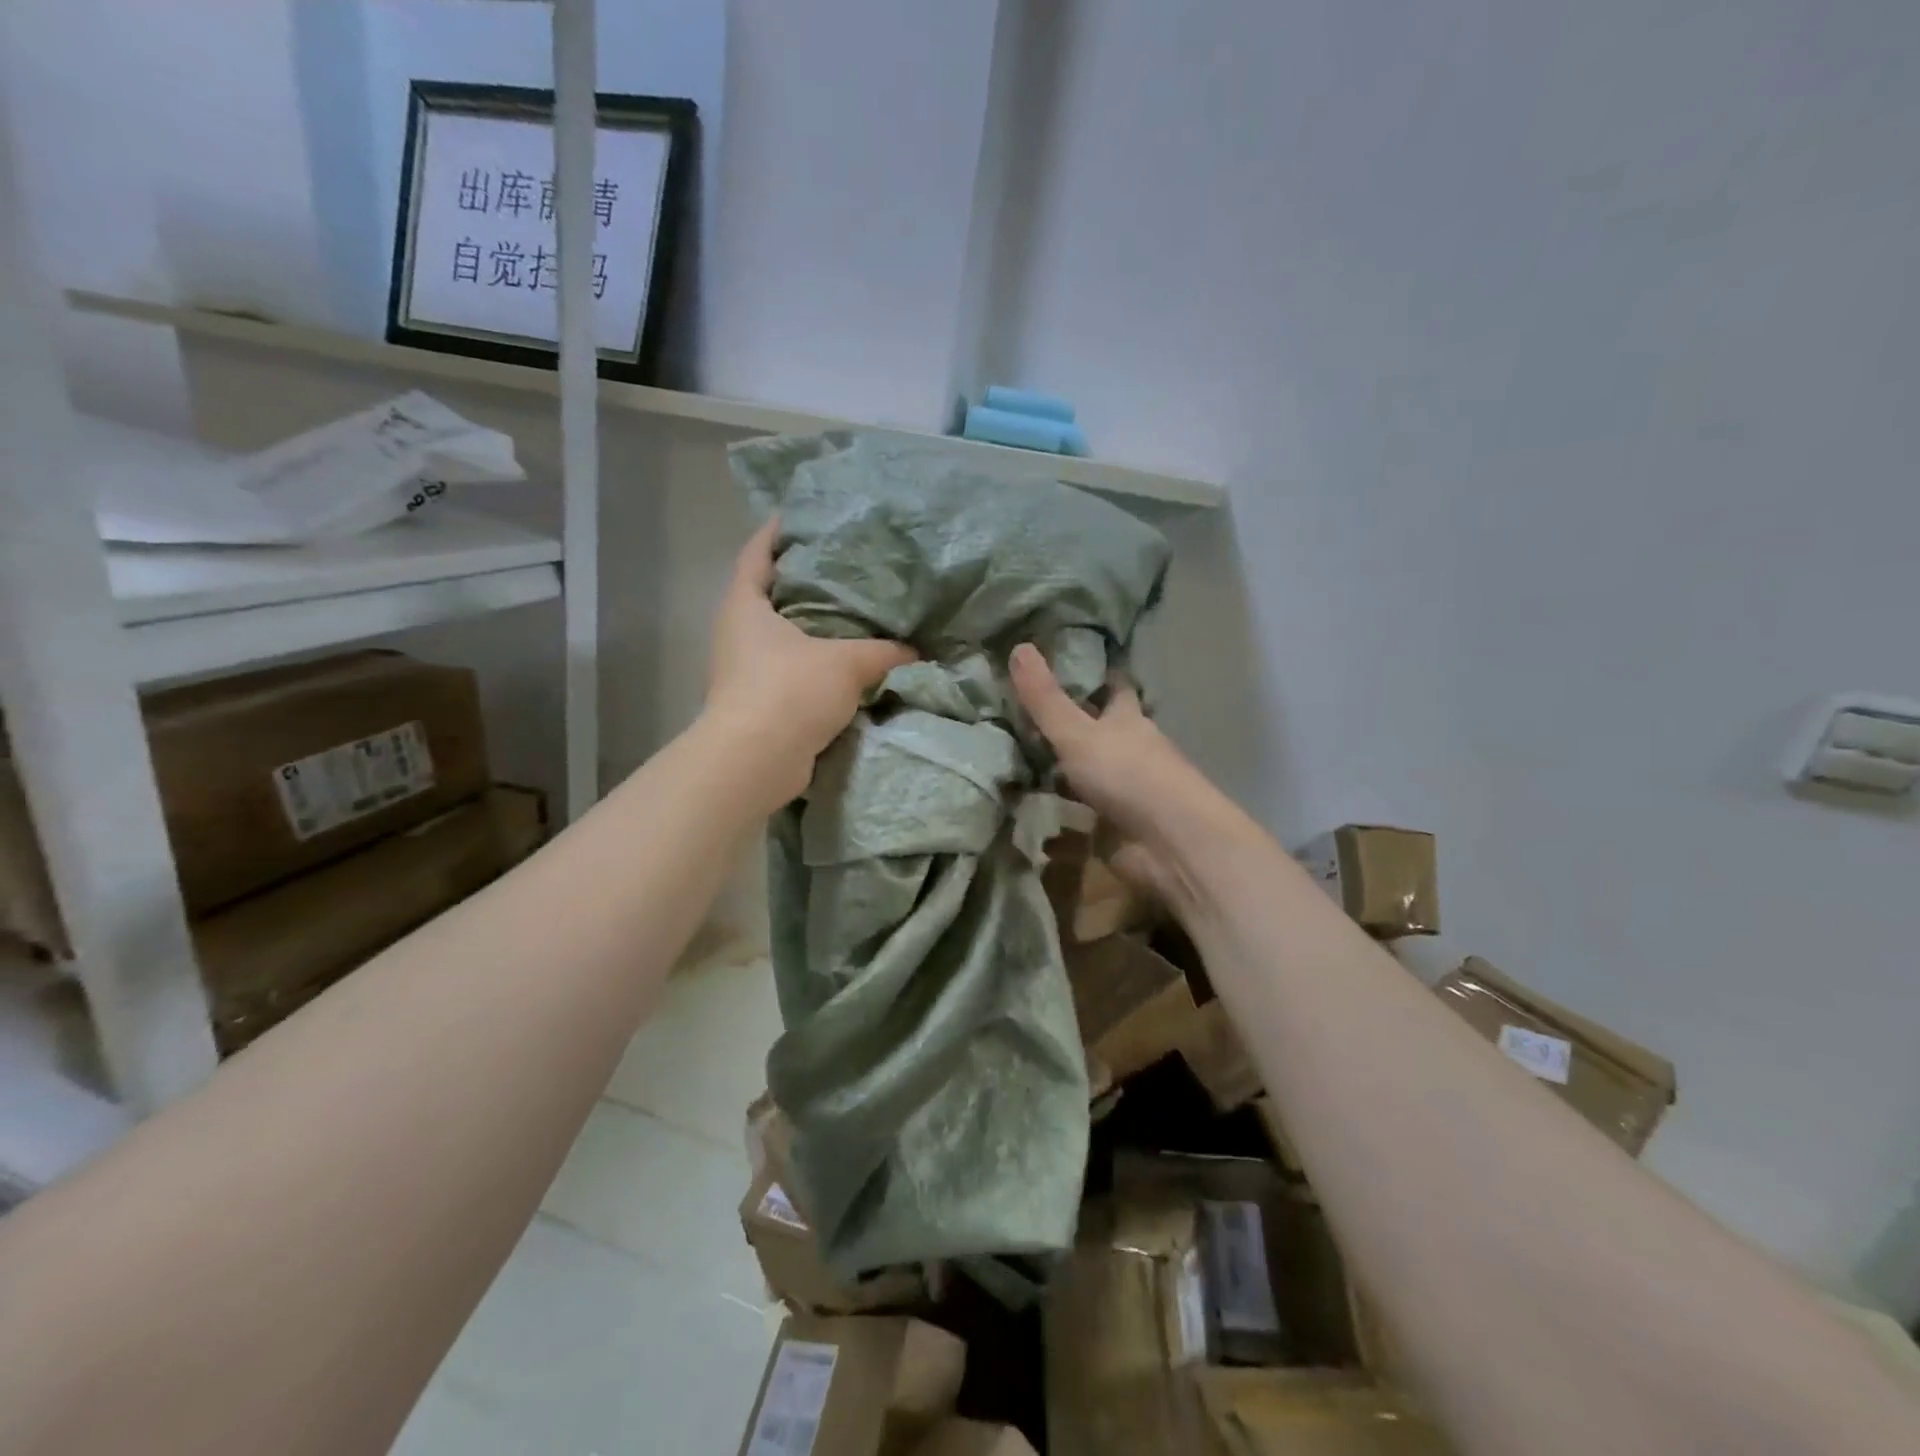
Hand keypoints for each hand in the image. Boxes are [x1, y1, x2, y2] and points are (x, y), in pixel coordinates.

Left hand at [703, 518, 916, 806]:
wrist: (756, 762)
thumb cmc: (790, 691)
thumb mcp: (846, 663)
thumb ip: (884, 652)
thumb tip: (916, 651)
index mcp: (745, 605)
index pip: (756, 553)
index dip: (776, 532)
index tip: (801, 515)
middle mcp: (739, 633)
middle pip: (770, 594)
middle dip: (803, 580)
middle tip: (845, 564)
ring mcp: (745, 670)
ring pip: (783, 636)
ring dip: (813, 628)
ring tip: (855, 613)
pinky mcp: (760, 702)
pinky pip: (792, 671)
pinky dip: (817, 664)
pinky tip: (849, 662)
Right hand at [1010, 642, 1217, 903]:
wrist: (1169, 842)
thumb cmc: (1127, 774)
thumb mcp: (1077, 732)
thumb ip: (1045, 698)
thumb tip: (1019, 645)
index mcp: (1126, 720)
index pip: (1113, 687)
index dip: (1094, 674)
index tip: (1065, 662)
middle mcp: (1127, 751)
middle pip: (1096, 733)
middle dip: (1066, 728)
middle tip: (1019, 718)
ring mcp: (1121, 792)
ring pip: (1084, 778)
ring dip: (1058, 777)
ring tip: (1013, 769)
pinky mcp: (1113, 830)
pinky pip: (1078, 825)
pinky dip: (1058, 828)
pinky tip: (1031, 825)